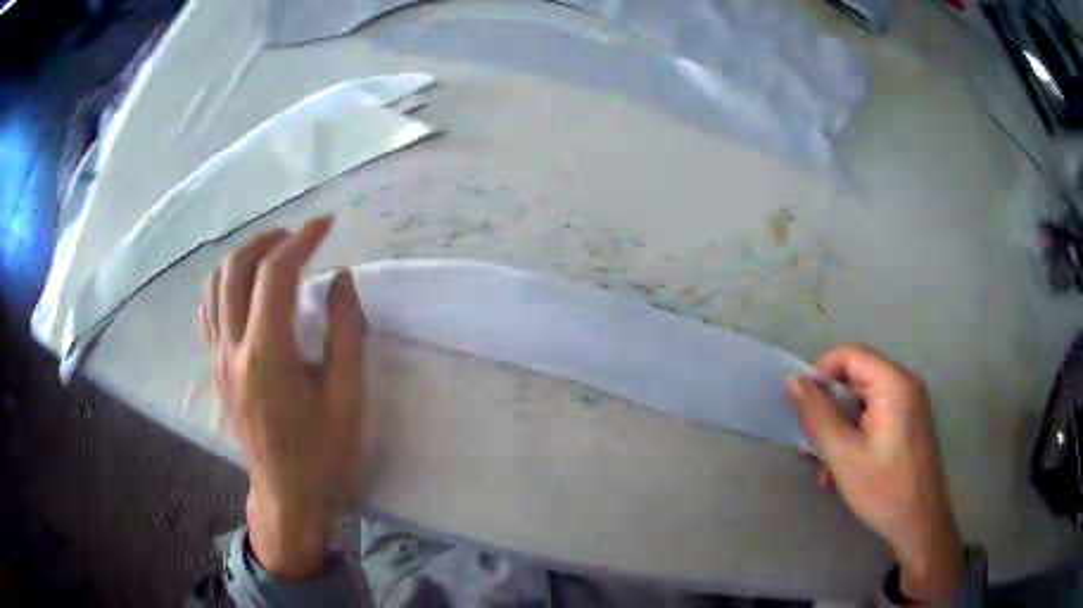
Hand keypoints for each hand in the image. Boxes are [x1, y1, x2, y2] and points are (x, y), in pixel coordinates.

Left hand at [202, 216, 364, 579]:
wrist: (287, 493)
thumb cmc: (323, 452)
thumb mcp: (347, 396)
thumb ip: (345, 332)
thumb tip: (340, 278)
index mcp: (267, 356)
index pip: (275, 276)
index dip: (301, 241)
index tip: (325, 225)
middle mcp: (233, 349)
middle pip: (235, 268)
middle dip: (267, 241)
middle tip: (297, 238)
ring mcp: (218, 359)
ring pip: (215, 285)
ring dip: (243, 258)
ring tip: (272, 256)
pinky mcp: (214, 369)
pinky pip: (209, 311)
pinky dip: (226, 285)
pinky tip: (246, 290)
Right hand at [787, 344, 963, 602]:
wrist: (920, 524)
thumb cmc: (883, 488)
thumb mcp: (843, 454)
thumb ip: (817, 415)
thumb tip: (793, 383)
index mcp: (893, 383)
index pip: (849, 355)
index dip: (820, 375)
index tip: (801, 408)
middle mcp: (904, 385)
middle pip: (855, 381)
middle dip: (827, 411)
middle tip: (807, 445)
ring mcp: (908, 406)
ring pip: (861, 404)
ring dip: (837, 431)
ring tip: (821, 468)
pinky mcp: (907, 426)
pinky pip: (873, 420)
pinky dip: (853, 438)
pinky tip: (839, 472)